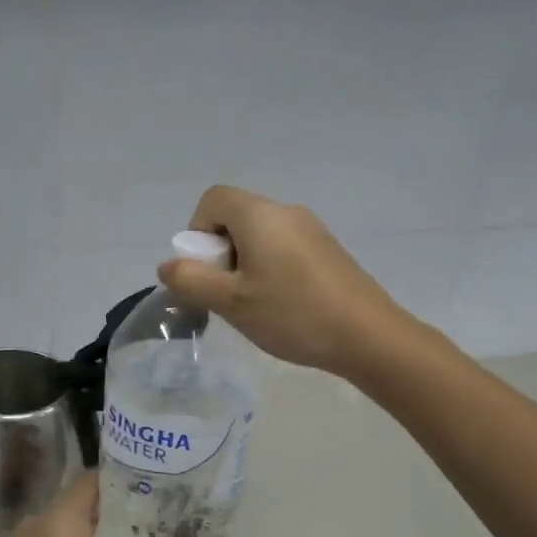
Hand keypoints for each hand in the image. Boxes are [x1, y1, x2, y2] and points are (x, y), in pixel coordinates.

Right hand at [158, 185, 409, 376]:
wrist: (368, 336)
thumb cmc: (293, 314)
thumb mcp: (230, 301)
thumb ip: (190, 280)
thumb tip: (168, 266)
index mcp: (260, 215)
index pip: (212, 199)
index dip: (197, 231)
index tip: (206, 270)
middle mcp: (286, 212)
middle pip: (235, 217)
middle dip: (219, 253)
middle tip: (227, 293)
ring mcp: (311, 230)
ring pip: (259, 236)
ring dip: (243, 265)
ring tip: (253, 305)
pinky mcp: (327, 251)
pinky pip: (283, 248)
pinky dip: (269, 269)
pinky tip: (281, 306)